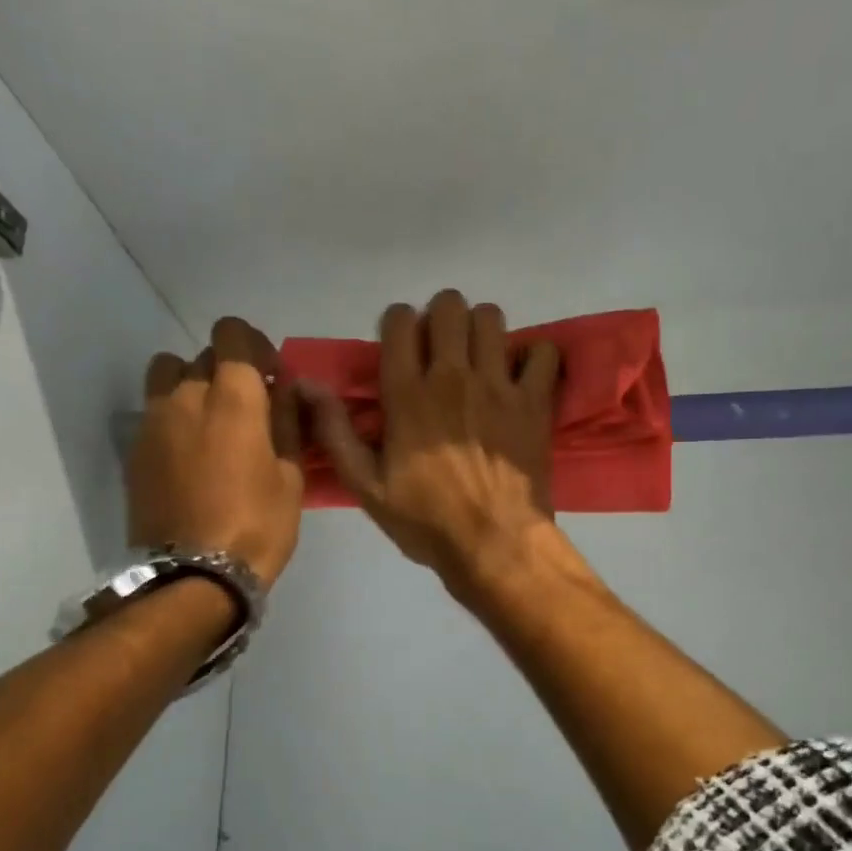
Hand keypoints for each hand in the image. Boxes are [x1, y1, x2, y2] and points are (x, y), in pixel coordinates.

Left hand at [129, 317, 304, 588]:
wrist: (194, 577)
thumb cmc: (258, 526)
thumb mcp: (291, 476)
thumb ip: (288, 421)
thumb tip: (285, 388)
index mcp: (232, 398)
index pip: (231, 334)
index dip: (253, 344)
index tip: (271, 375)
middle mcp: (186, 396)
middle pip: (202, 355)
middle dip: (229, 369)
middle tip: (249, 406)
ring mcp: (153, 422)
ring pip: (168, 374)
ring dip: (192, 384)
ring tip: (211, 421)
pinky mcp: (134, 449)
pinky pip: (155, 411)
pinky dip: (174, 416)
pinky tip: (191, 454)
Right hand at [299, 291, 560, 599]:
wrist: (494, 544)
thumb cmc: (426, 521)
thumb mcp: (366, 486)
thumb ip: (335, 431)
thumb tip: (306, 384)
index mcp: (407, 394)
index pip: (400, 320)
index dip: (398, 324)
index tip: (401, 348)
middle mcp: (452, 376)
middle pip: (449, 306)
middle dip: (442, 318)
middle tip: (442, 349)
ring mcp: (498, 385)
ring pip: (491, 318)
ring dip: (482, 330)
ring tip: (480, 359)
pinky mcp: (534, 402)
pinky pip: (544, 353)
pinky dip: (535, 357)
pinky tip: (524, 376)